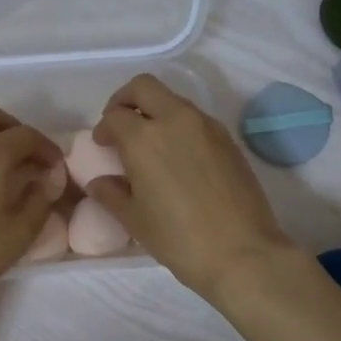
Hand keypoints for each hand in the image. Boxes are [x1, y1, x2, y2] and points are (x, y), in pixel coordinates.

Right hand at [86, 74, 292, 299]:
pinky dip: (179, 126)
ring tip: (150, 147)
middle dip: (125, 100)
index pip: (114, 115)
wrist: (241, 252)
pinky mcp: (228, 139)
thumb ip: (112, 194)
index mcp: (144, 138)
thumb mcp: (135, 220)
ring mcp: (206, 126)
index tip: (103, 146)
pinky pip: (195, 119)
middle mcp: (175, 120)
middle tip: (120, 126)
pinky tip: (178, 159)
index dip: (103, 129)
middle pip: (144, 87)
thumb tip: (99, 182)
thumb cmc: (178, 239)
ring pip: (173, 100)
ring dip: (155, 112)